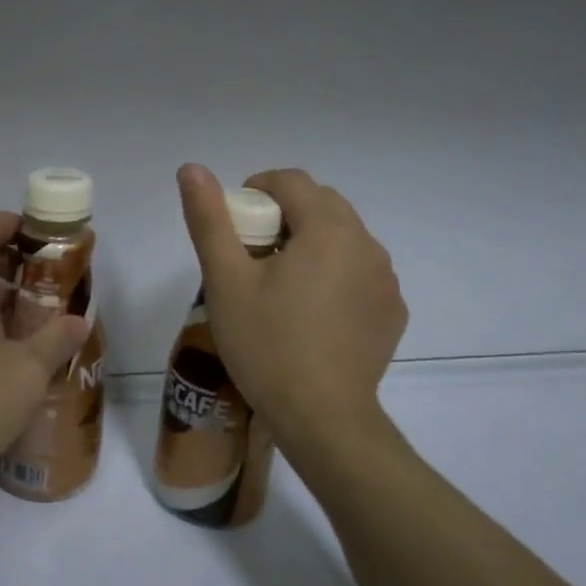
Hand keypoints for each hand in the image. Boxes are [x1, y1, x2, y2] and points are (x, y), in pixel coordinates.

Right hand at [176, 164, 407, 464]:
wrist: (322, 418)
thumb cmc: (267, 344)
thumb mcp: (225, 280)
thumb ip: (209, 219)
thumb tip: (192, 168)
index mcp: (328, 229)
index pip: (291, 182)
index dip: (256, 190)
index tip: (234, 225)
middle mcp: (367, 244)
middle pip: (321, 204)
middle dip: (284, 215)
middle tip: (252, 255)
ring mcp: (386, 280)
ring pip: (343, 238)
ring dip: (312, 243)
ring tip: (281, 285)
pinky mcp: (392, 312)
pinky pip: (360, 272)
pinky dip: (335, 273)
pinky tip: (313, 312)